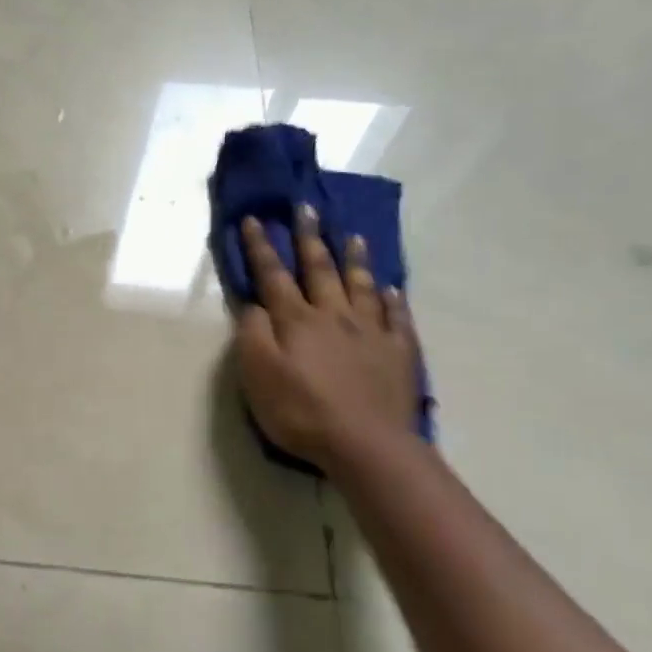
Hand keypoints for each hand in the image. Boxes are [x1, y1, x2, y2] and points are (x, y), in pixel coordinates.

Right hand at [233, 208, 420, 471]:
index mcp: (296, 320)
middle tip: (306, 207)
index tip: (254, 219)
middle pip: (319, 268)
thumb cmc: (301, 411)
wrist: (366, 444)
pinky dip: (391, 299)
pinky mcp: (398, 352)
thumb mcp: (257, 375)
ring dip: (354, 258)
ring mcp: (370, 332)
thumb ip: (252, 335)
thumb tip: (254, 305)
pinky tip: (390, 288)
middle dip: (309, 237)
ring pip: (360, 285)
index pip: (273, 276)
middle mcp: (333, 315)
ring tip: (352, 235)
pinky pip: (396, 317)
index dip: (261, 247)